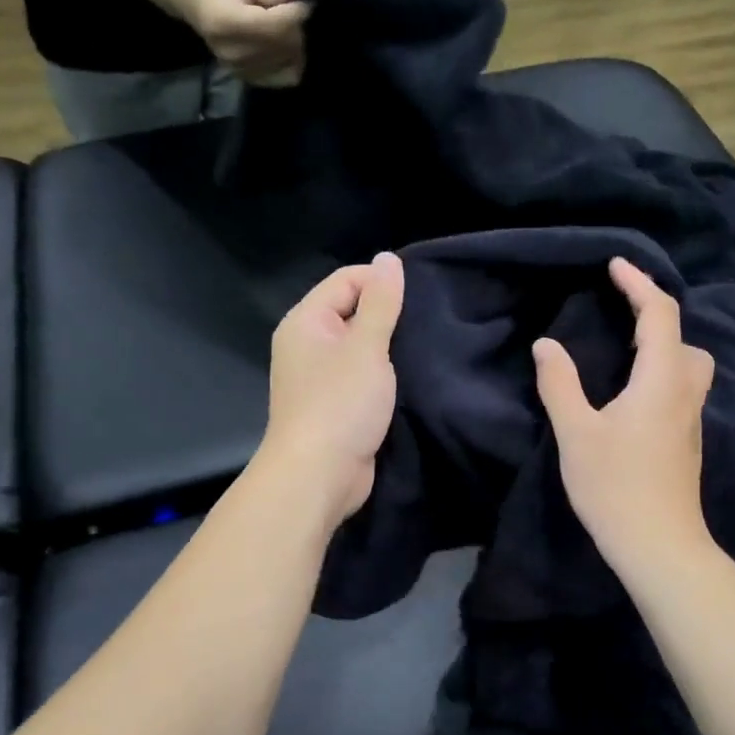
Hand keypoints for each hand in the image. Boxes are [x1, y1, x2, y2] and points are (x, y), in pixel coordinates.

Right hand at [175, 0, 308, 86]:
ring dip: (294, 44)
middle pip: (284, 46)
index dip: (297, 12)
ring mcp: (239, 69)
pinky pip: (283, 77)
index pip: (277, 26)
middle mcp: (233, 52)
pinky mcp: (246, 78)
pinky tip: (282, 44)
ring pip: (288, 62)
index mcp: (228, 22)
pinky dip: (290, 61)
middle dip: (296, 27)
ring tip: (282, 25)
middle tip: (290, 9)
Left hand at [257, 253, 405, 526]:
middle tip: (428, 325)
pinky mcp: (334, 405)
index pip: (346, 279)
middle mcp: (307, 344)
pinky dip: (382, 375)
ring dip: (388, 348)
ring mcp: (319, 377)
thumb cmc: (340, 404)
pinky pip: (361, 376)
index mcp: (306, 321)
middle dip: (388, 315)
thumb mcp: (366, 346)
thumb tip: (388, 258)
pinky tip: (409, 378)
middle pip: (352, 311)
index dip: (382, 282)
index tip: (421, 299)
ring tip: (424, 349)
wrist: (318, 475)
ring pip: (359, 347)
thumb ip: (380, 302)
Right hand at [533, 258, 715, 574]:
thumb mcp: (576, 433)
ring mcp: (692, 419)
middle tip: (620, 311)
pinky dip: (664, 371)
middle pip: (683, 337)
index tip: (614, 266)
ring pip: (690, 365)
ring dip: (664, 345)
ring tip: (627, 350)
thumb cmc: (614, 485)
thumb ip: (560, 384)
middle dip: (655, 314)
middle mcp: (685, 391)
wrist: (659, 544)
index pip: (659, 314)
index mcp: (661, 379)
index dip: (639, 284)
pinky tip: (634, 392)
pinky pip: (683, 387)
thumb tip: (546, 344)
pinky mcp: (688, 441)